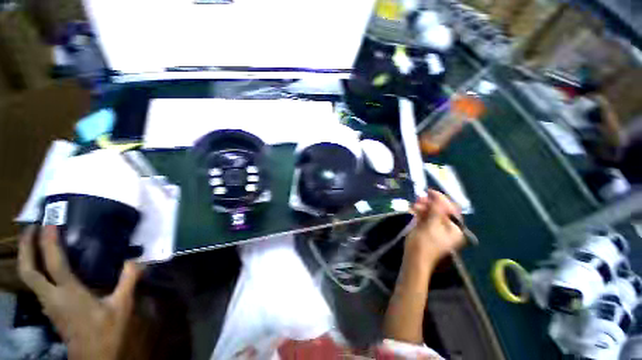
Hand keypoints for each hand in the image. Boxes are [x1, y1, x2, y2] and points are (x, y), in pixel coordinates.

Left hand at [18, 225, 142, 359]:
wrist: (93, 358)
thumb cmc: (106, 332)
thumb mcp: (121, 306)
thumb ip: (128, 281)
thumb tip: (137, 260)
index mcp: (68, 294)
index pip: (53, 263)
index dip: (49, 242)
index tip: (50, 223)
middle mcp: (51, 296)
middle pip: (29, 270)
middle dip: (27, 247)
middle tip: (32, 227)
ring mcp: (48, 304)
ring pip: (29, 278)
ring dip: (29, 257)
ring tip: (36, 242)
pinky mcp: (50, 308)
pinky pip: (37, 284)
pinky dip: (36, 270)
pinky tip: (46, 268)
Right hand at [406, 190, 464, 262]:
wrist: (414, 259)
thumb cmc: (425, 243)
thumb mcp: (432, 226)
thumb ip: (437, 211)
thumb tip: (439, 197)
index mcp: (455, 229)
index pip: (451, 209)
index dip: (441, 199)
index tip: (429, 191)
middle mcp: (448, 228)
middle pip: (441, 210)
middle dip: (430, 203)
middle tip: (419, 198)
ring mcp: (437, 229)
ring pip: (431, 213)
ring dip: (423, 207)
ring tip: (414, 204)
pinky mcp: (427, 230)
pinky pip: (425, 217)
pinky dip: (420, 212)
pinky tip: (413, 209)